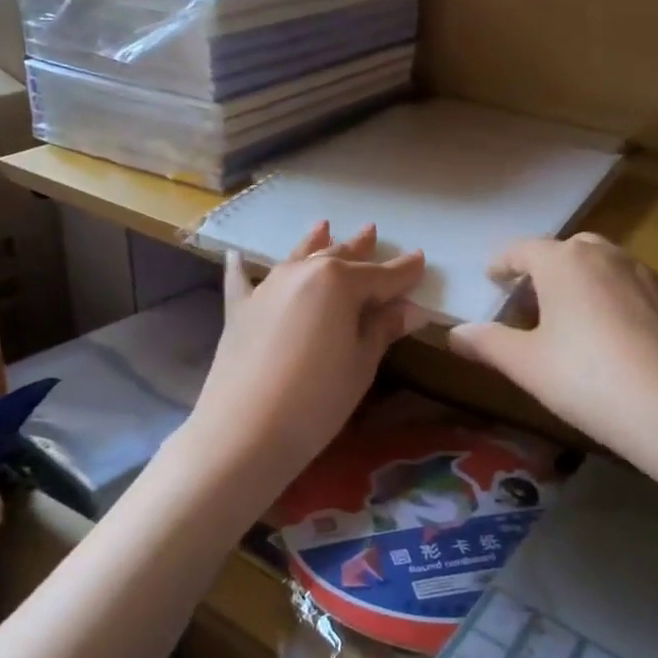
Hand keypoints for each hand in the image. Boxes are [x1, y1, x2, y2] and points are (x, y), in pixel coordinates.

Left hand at [182, 223, 424, 497]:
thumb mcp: (360, 364)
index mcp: (339, 283)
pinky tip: (236, 255)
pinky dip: (242, 268)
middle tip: (373, 232)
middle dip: (359, 248)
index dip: (404, 271)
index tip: (420, 259)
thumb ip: (382, 329)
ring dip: (314, 244)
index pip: (382, 276)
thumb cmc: (317, 399)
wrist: (246, 430)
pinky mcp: (239, 310)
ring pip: (297, 259)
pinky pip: (242, 281)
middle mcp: (302, 274)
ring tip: (325, 227)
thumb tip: (411, 309)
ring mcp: (266, 288)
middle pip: (338, 258)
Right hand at [448, 234, 657, 451]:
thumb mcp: (526, 365)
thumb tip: (454, 334)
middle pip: (569, 250)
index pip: (523, 249)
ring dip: (586, 282)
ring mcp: (650, 276)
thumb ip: (487, 343)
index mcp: (564, 263)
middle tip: (534, 299)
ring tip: (577, 318)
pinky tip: (621, 339)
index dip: (503, 263)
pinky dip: (620, 301)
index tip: (492, 277)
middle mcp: (608, 256)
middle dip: (547, 268)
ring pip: (608, 266)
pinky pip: (639, 290)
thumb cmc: (587, 379)